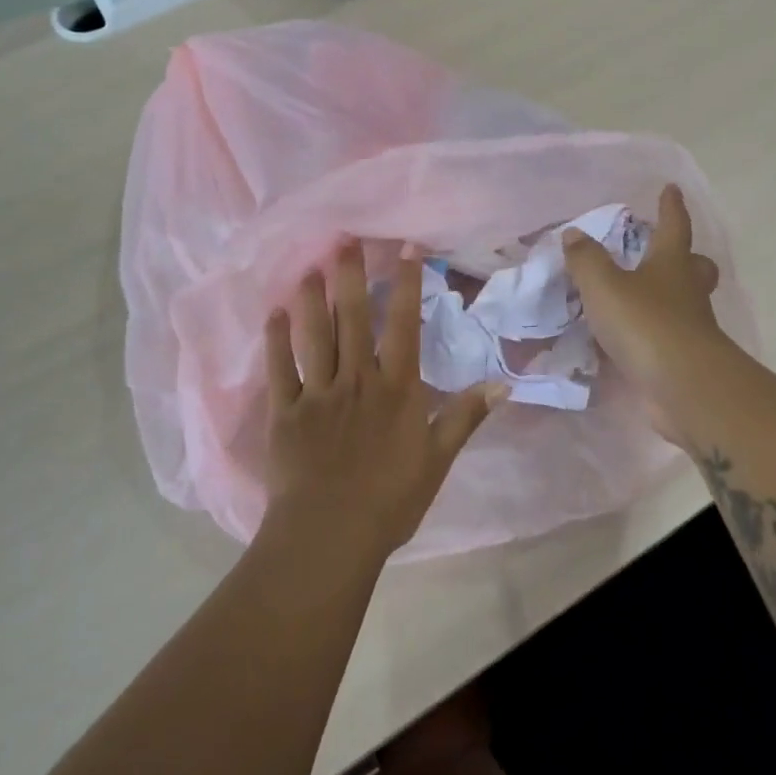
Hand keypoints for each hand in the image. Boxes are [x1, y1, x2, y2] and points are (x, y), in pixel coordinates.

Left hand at [264, 240, 506, 559]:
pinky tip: (272, 313)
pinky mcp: (285, 411)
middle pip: (351, 318)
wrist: (329, 535)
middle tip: (343, 238)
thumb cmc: (390, 501)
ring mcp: (317, 393)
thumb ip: (465, 418)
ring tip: (309, 265)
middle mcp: (356, 379)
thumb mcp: (437, 461)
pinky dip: (275, 339)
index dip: (406, 284)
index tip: (406, 249)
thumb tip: (503, 385)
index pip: (402, 325)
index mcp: (395, 389)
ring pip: (313, 334)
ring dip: (311, 298)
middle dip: (349, 275)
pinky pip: (279, 368)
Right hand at [562, 186, 728, 443]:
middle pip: (694, 267)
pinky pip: (665, 337)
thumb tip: (574, 233)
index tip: (672, 188)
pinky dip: (648, 333)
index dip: (671, 206)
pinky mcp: (682, 359)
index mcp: (671, 264)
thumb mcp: (604, 286)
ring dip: (663, 297)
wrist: (683, 387)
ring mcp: (690, 328)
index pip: (674, 226)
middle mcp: (686, 292)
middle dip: (684, 258)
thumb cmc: (645, 323)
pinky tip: (625, 339)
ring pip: (682, 303)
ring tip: (633, 298)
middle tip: (663, 254)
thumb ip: (586, 259)